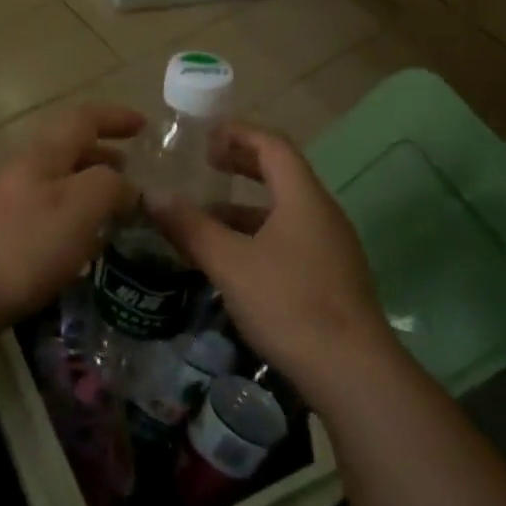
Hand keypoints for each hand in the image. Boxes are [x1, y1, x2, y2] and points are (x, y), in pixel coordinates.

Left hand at [0, 103, 143, 336]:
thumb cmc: (22, 245)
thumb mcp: (80, 207)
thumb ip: (110, 186)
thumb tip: (126, 186)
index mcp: (43, 154)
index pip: (83, 119)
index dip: (115, 117)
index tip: (144, 125)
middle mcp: (22, 170)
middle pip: (67, 149)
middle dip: (102, 154)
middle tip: (132, 170)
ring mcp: (5, 202)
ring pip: (56, 182)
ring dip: (87, 187)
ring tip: (114, 211)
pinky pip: (44, 212)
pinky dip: (71, 216)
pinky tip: (80, 246)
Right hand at [145, 121, 397, 404]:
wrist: (352, 372)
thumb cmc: (289, 304)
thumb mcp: (229, 263)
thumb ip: (191, 227)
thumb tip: (153, 196)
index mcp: (303, 198)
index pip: (273, 146)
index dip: (239, 132)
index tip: (206, 133)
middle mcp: (322, 214)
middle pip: (281, 174)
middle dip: (241, 165)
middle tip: (205, 164)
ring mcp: (331, 248)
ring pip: (283, 212)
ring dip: (245, 207)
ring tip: (207, 218)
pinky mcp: (331, 278)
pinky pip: (290, 239)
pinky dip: (258, 235)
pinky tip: (234, 260)